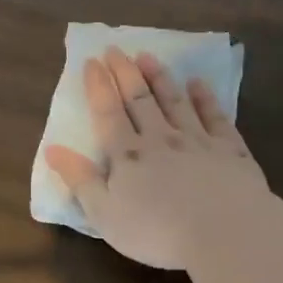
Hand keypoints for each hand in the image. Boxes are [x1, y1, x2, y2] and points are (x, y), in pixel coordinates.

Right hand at [45, 47, 267, 269]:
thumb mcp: (105, 214)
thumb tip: (52, 150)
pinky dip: (205, 97)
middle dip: (125, 72)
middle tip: (116, 49)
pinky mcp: (230, 149)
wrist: (224, 232)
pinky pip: (215, 116)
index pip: (108, 113)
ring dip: (160, 78)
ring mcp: (197, 140)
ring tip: (148, 56)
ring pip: (175, 101)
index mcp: (127, 155)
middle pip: (139, 100)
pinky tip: (198, 83)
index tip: (92, 61)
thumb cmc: (156, 231)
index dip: (98, 86)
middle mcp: (160, 139)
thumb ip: (80, 181)